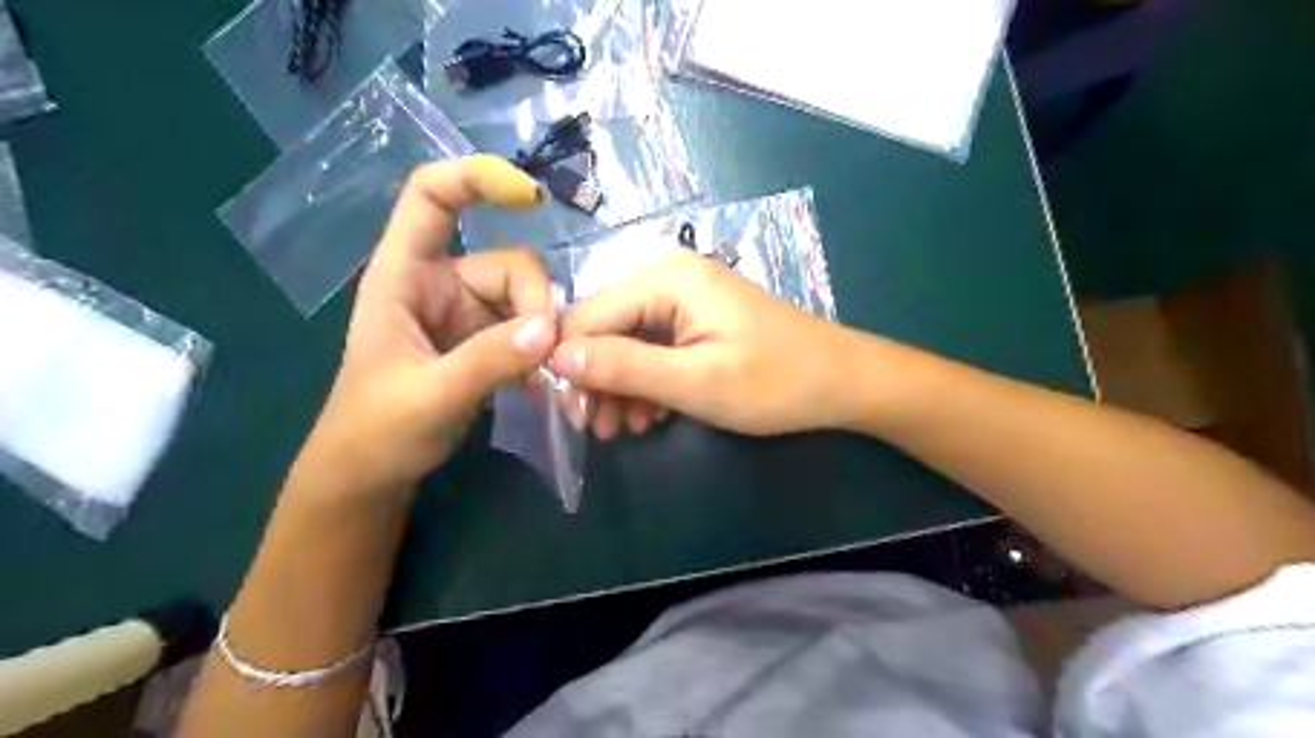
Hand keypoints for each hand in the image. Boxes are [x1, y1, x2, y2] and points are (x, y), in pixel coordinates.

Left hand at [295, 152, 557, 494]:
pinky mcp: (487, 344)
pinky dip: (543, 354)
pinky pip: (529, 332)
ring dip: (546, 335)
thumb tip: (547, 329)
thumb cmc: (376, 431)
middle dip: (536, 304)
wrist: (371, 476)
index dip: (475, 179)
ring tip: (550, 379)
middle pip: (508, 263)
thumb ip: (486, 361)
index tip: (532, 197)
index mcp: (403, 276)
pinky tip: (546, 386)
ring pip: (527, 301)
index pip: (430, 198)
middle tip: (547, 354)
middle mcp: (440, 285)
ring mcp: (467, 315)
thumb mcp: (429, 396)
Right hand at [550, 249, 858, 437]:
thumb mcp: (694, 382)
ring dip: (620, 387)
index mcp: (665, 279)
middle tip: (599, 430)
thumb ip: (624, 367)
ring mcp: (683, 299)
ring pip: (626, 343)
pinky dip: (646, 382)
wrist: (841, 381)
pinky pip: (652, 349)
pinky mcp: (695, 321)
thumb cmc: (774, 381)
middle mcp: (667, 278)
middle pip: (605, 328)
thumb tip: (556, 358)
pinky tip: (650, 415)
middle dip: (597, 380)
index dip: (570, 365)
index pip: (587, 316)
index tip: (572, 417)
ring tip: (626, 429)